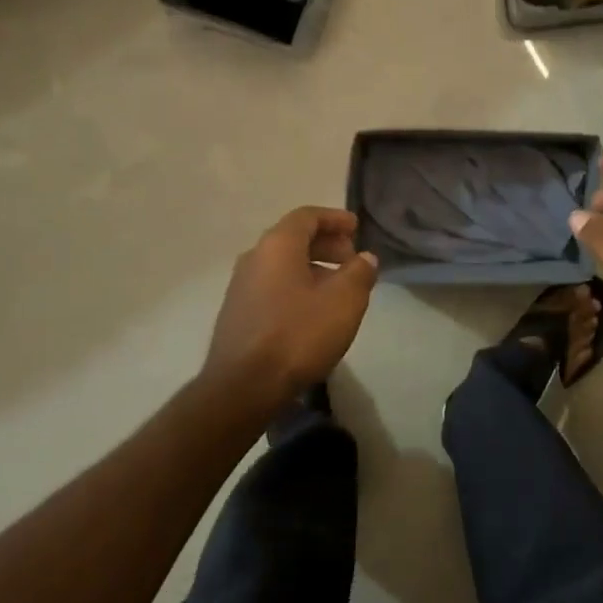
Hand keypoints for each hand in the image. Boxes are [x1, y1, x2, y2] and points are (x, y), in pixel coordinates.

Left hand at [202, 207, 379, 412]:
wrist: (243, 387)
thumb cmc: (298, 334)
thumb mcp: (344, 301)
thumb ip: (359, 273)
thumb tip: (364, 258)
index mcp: (278, 245)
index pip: (307, 216)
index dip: (335, 218)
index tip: (356, 228)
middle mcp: (254, 257)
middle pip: (293, 238)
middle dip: (326, 244)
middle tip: (352, 259)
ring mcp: (241, 286)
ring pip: (282, 264)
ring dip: (313, 268)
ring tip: (338, 287)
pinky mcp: (237, 313)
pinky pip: (272, 286)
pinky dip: (296, 286)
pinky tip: (313, 311)